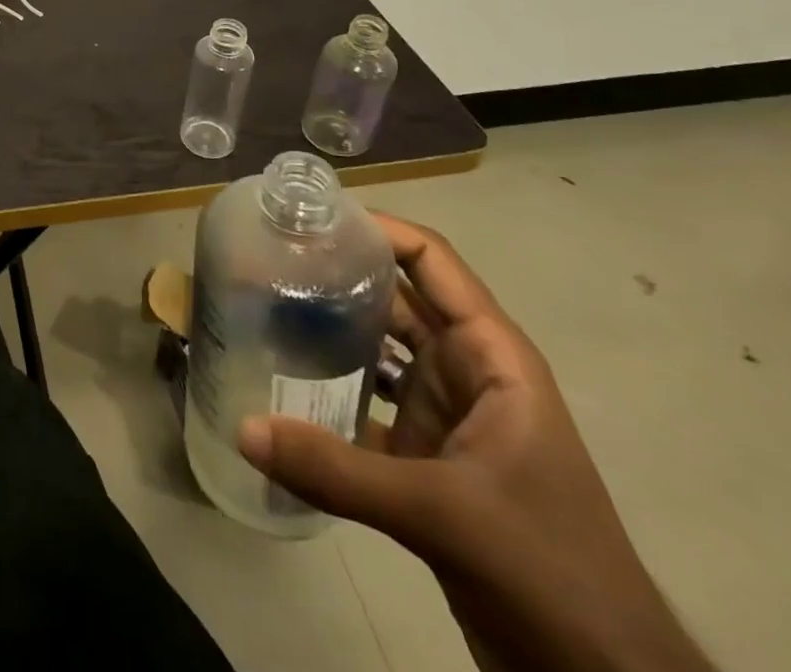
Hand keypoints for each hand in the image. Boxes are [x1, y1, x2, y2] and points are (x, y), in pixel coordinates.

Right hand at [238, 215, 713, 671]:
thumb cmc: (547, 571)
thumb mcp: (442, 513)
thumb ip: (337, 470)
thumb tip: (243, 428)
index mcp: (491, 358)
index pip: (431, 262)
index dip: (376, 229)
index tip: (310, 218)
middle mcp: (465, 373)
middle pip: (394, 299)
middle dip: (338, 275)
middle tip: (267, 257)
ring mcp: (443, 416)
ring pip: (376, 351)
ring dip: (327, 332)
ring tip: (261, 306)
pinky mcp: (423, 460)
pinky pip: (364, 405)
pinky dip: (326, 393)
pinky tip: (276, 387)